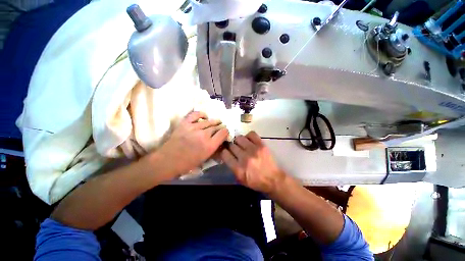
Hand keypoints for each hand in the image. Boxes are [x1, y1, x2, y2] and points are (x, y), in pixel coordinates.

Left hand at [157, 111, 228, 176]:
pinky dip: (202, 114)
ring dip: (214, 121)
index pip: (223, 133)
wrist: (168, 160)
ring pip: (209, 121)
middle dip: (221, 127)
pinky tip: (205, 116)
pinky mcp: (185, 123)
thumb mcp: (204, 159)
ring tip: (216, 121)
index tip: (225, 132)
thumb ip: (214, 149)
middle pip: (217, 126)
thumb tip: (220, 143)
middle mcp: (204, 135)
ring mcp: (194, 127)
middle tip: (221, 127)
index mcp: (210, 145)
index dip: (226, 132)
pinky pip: (195, 115)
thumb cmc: (187, 164)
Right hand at [220, 131, 286, 193]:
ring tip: (241, 144)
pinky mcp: (261, 145)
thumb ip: (231, 166)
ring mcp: (253, 150)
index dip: (223, 151)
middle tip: (234, 148)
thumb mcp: (240, 179)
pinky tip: (249, 140)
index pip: (224, 154)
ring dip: (238, 141)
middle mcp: (245, 158)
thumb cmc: (255, 181)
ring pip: (239, 138)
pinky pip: (251, 134)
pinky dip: (248, 136)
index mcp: (238, 169)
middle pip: (231, 145)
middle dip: (231, 146)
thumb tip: (226, 154)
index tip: (225, 151)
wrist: (273, 179)